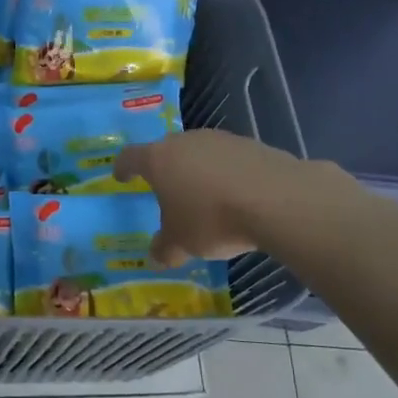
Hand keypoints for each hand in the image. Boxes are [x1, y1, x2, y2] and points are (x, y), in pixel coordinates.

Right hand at [114, 129, 346, 264]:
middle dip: (165, 169)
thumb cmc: (212, 219)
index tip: (121, 176)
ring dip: (198, 170)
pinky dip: (227, 174)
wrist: (277, 200)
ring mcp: (221, 140)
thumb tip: (157, 257)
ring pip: (200, 153)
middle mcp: (186, 142)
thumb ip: (165, 248)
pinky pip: (230, 160)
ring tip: (205, 196)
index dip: (123, 167)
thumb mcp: (181, 243)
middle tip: (166, 189)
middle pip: (167, 151)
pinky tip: (237, 196)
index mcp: (158, 160)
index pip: (130, 157)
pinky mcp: (252, 145)